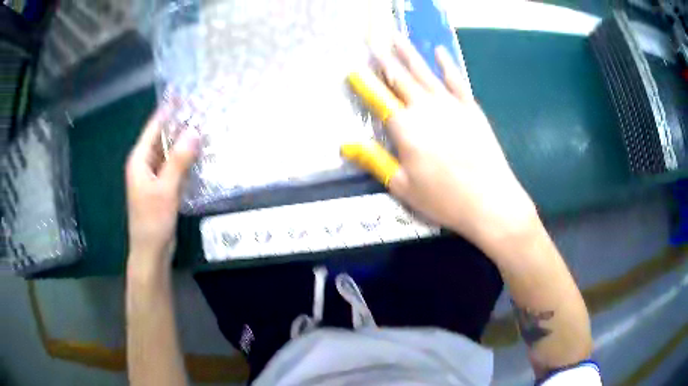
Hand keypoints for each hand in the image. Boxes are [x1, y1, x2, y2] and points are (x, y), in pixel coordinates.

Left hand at [125, 108, 199, 267]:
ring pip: (169, 152)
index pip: (153, 127)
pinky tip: (200, 153)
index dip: (168, 110)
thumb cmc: (152, 221)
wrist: (151, 251)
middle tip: (201, 109)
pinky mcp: (162, 187)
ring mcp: (154, 176)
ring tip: (204, 126)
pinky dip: (185, 158)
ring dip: (184, 141)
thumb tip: (194, 131)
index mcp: (139, 160)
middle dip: (179, 124)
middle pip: (162, 137)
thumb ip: (178, 160)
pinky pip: (174, 165)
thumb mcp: (165, 189)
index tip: (184, 94)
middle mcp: (145, 164)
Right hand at [345, 36, 537, 250]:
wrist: (490, 200)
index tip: (352, 69)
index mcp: (405, 128)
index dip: (364, 83)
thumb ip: (374, 160)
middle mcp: (426, 108)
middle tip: (373, 43)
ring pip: (425, 72)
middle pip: (400, 78)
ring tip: (397, 37)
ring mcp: (451, 105)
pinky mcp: (471, 108)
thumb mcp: (402, 186)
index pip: (378, 99)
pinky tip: (439, 52)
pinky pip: (456, 80)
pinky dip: (447, 64)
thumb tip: (346, 145)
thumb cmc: (443, 198)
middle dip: (384, 60)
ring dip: (409, 53)